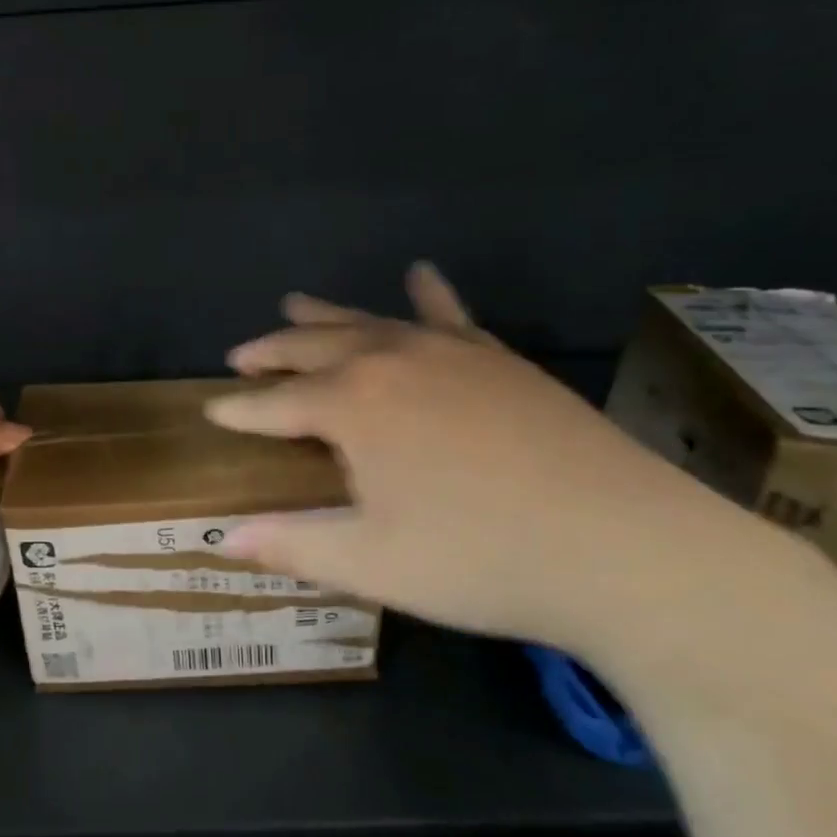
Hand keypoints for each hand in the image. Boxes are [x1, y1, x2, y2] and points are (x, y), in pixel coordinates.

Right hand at [207, 264, 778, 656]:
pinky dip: (428, 296)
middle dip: (272, 352)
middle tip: (241, 356)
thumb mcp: (372, 562)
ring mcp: (450, 354)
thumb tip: (223, 538)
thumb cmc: (481, 560)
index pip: (275, 404)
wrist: (624, 548)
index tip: (211, 412)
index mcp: (353, 406)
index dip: (239, 410)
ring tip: (294, 305)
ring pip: (370, 323)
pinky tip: (420, 274)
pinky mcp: (499, 361)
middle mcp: (392, 362)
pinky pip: (451, 317)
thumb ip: (292, 544)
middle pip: (314, 348)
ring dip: (326, 317)